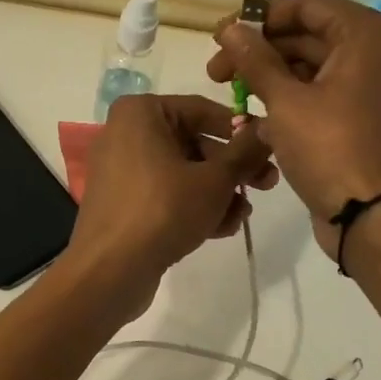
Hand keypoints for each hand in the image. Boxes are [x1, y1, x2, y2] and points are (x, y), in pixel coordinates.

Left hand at [61, 94, 276, 312]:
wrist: (111, 269)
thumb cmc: (164, 210)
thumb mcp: (215, 180)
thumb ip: (245, 152)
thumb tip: (266, 129)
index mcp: (141, 113)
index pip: (203, 110)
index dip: (241, 130)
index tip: (269, 149)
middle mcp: (126, 134)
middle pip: (194, 143)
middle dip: (231, 168)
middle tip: (266, 185)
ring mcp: (121, 170)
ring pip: (182, 173)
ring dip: (217, 192)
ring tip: (242, 215)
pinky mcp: (122, 202)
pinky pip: (165, 194)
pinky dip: (192, 206)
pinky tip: (221, 229)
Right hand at [206, 0, 380, 260]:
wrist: (368, 213)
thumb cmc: (329, 147)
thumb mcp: (285, 100)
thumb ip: (254, 59)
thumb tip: (228, 27)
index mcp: (362, 34)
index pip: (304, 4)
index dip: (259, 17)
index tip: (221, 38)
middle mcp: (367, 51)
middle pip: (302, 34)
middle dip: (257, 51)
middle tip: (215, 72)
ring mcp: (360, 85)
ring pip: (303, 66)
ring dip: (265, 78)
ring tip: (228, 96)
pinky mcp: (349, 115)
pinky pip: (311, 94)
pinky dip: (281, 101)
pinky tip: (248, 120)